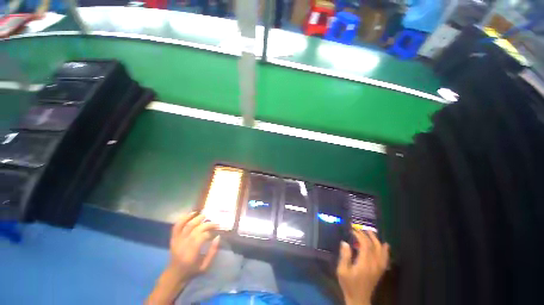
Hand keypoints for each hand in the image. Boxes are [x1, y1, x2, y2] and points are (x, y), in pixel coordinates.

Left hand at [168, 213, 220, 278]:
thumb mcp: (205, 266)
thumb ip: (213, 252)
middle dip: (207, 224)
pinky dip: (184, 218)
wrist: (174, 275)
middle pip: (196, 229)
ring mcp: (177, 241)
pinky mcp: (173, 238)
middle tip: (215, 223)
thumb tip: (218, 237)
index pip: (201, 237)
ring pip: (187, 225)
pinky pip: (177, 226)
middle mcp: (183, 245)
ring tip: (205, 215)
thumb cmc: (192, 271)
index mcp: (191, 253)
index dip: (210, 232)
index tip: (216, 231)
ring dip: (197, 218)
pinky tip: (192, 213)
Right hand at [336, 230, 389, 304]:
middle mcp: (374, 264)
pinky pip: (385, 259)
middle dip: (367, 235)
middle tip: (360, 229)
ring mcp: (379, 268)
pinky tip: (385, 245)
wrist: (359, 299)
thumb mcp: (342, 271)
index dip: (360, 236)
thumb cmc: (349, 284)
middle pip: (374, 246)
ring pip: (381, 252)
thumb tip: (345, 242)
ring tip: (371, 232)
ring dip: (377, 240)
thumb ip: (344, 256)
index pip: (365, 245)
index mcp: (364, 264)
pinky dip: (386, 251)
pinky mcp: (380, 271)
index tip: (353, 230)